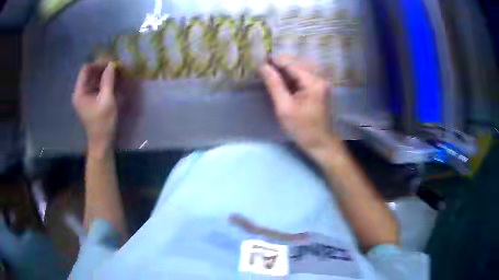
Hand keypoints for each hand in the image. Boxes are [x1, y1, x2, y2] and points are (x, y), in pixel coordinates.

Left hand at [73, 60, 116, 152]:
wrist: (102, 142)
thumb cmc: (103, 123)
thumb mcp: (107, 101)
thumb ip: (108, 81)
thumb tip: (112, 64)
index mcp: (80, 93)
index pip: (86, 70)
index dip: (97, 64)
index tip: (110, 62)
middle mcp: (80, 92)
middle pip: (89, 73)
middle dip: (102, 68)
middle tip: (115, 65)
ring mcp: (85, 96)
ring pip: (93, 78)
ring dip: (104, 73)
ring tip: (116, 71)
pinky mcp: (91, 100)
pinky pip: (96, 85)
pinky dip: (104, 81)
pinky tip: (114, 80)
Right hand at [259, 56, 335, 153]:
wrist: (321, 143)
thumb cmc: (302, 129)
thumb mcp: (284, 108)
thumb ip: (274, 84)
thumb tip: (263, 67)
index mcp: (313, 82)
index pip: (291, 64)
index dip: (275, 60)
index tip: (260, 60)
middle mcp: (320, 77)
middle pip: (298, 61)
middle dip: (281, 62)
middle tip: (264, 66)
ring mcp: (322, 81)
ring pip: (302, 66)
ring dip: (287, 66)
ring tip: (272, 71)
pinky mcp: (321, 86)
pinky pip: (306, 73)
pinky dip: (294, 73)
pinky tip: (284, 78)